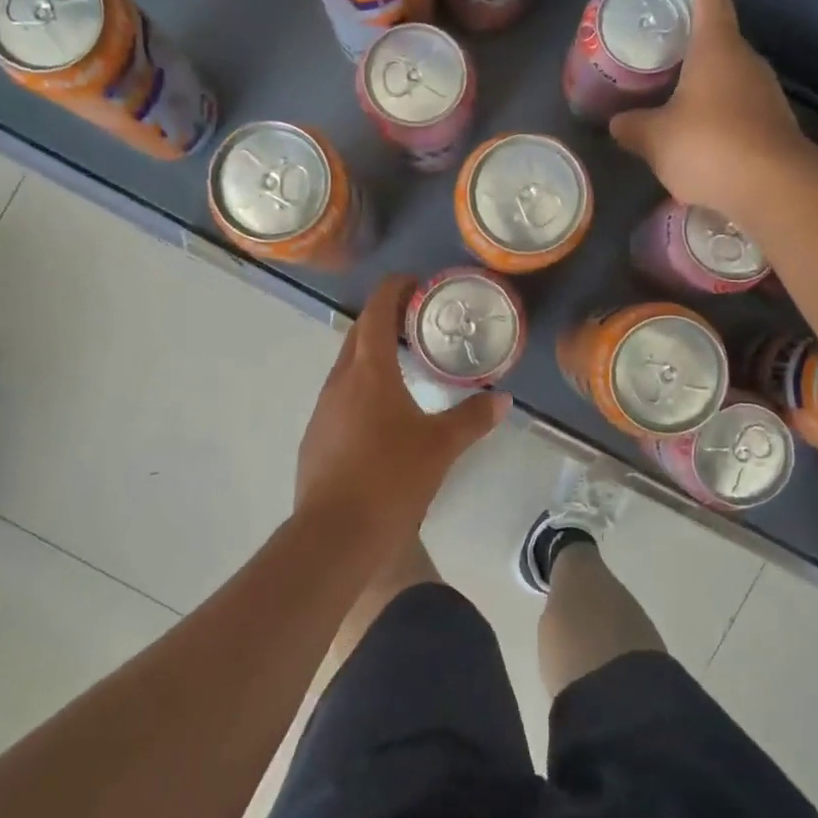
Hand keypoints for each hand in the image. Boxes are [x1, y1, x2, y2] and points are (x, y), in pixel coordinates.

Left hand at [295, 275, 509, 557]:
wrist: (335, 534)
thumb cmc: (391, 478)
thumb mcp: (441, 447)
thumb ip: (472, 419)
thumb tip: (502, 401)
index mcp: (368, 372)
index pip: (376, 312)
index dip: (393, 290)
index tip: (414, 284)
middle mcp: (339, 382)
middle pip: (358, 335)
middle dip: (384, 320)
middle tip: (416, 322)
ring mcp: (322, 411)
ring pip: (347, 368)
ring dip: (371, 356)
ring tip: (403, 366)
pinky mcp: (315, 438)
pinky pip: (340, 398)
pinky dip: (361, 389)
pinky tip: (381, 416)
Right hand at [608, 0, 813, 220]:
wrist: (774, 188)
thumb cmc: (709, 147)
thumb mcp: (655, 140)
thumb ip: (632, 127)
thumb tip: (617, 123)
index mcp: (716, 46)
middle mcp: (746, 59)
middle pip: (717, 34)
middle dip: (686, 42)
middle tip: (653, 56)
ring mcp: (765, 91)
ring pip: (728, 73)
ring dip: (701, 81)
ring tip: (669, 98)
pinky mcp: (773, 122)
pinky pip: (738, 104)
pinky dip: (716, 111)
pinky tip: (696, 135)